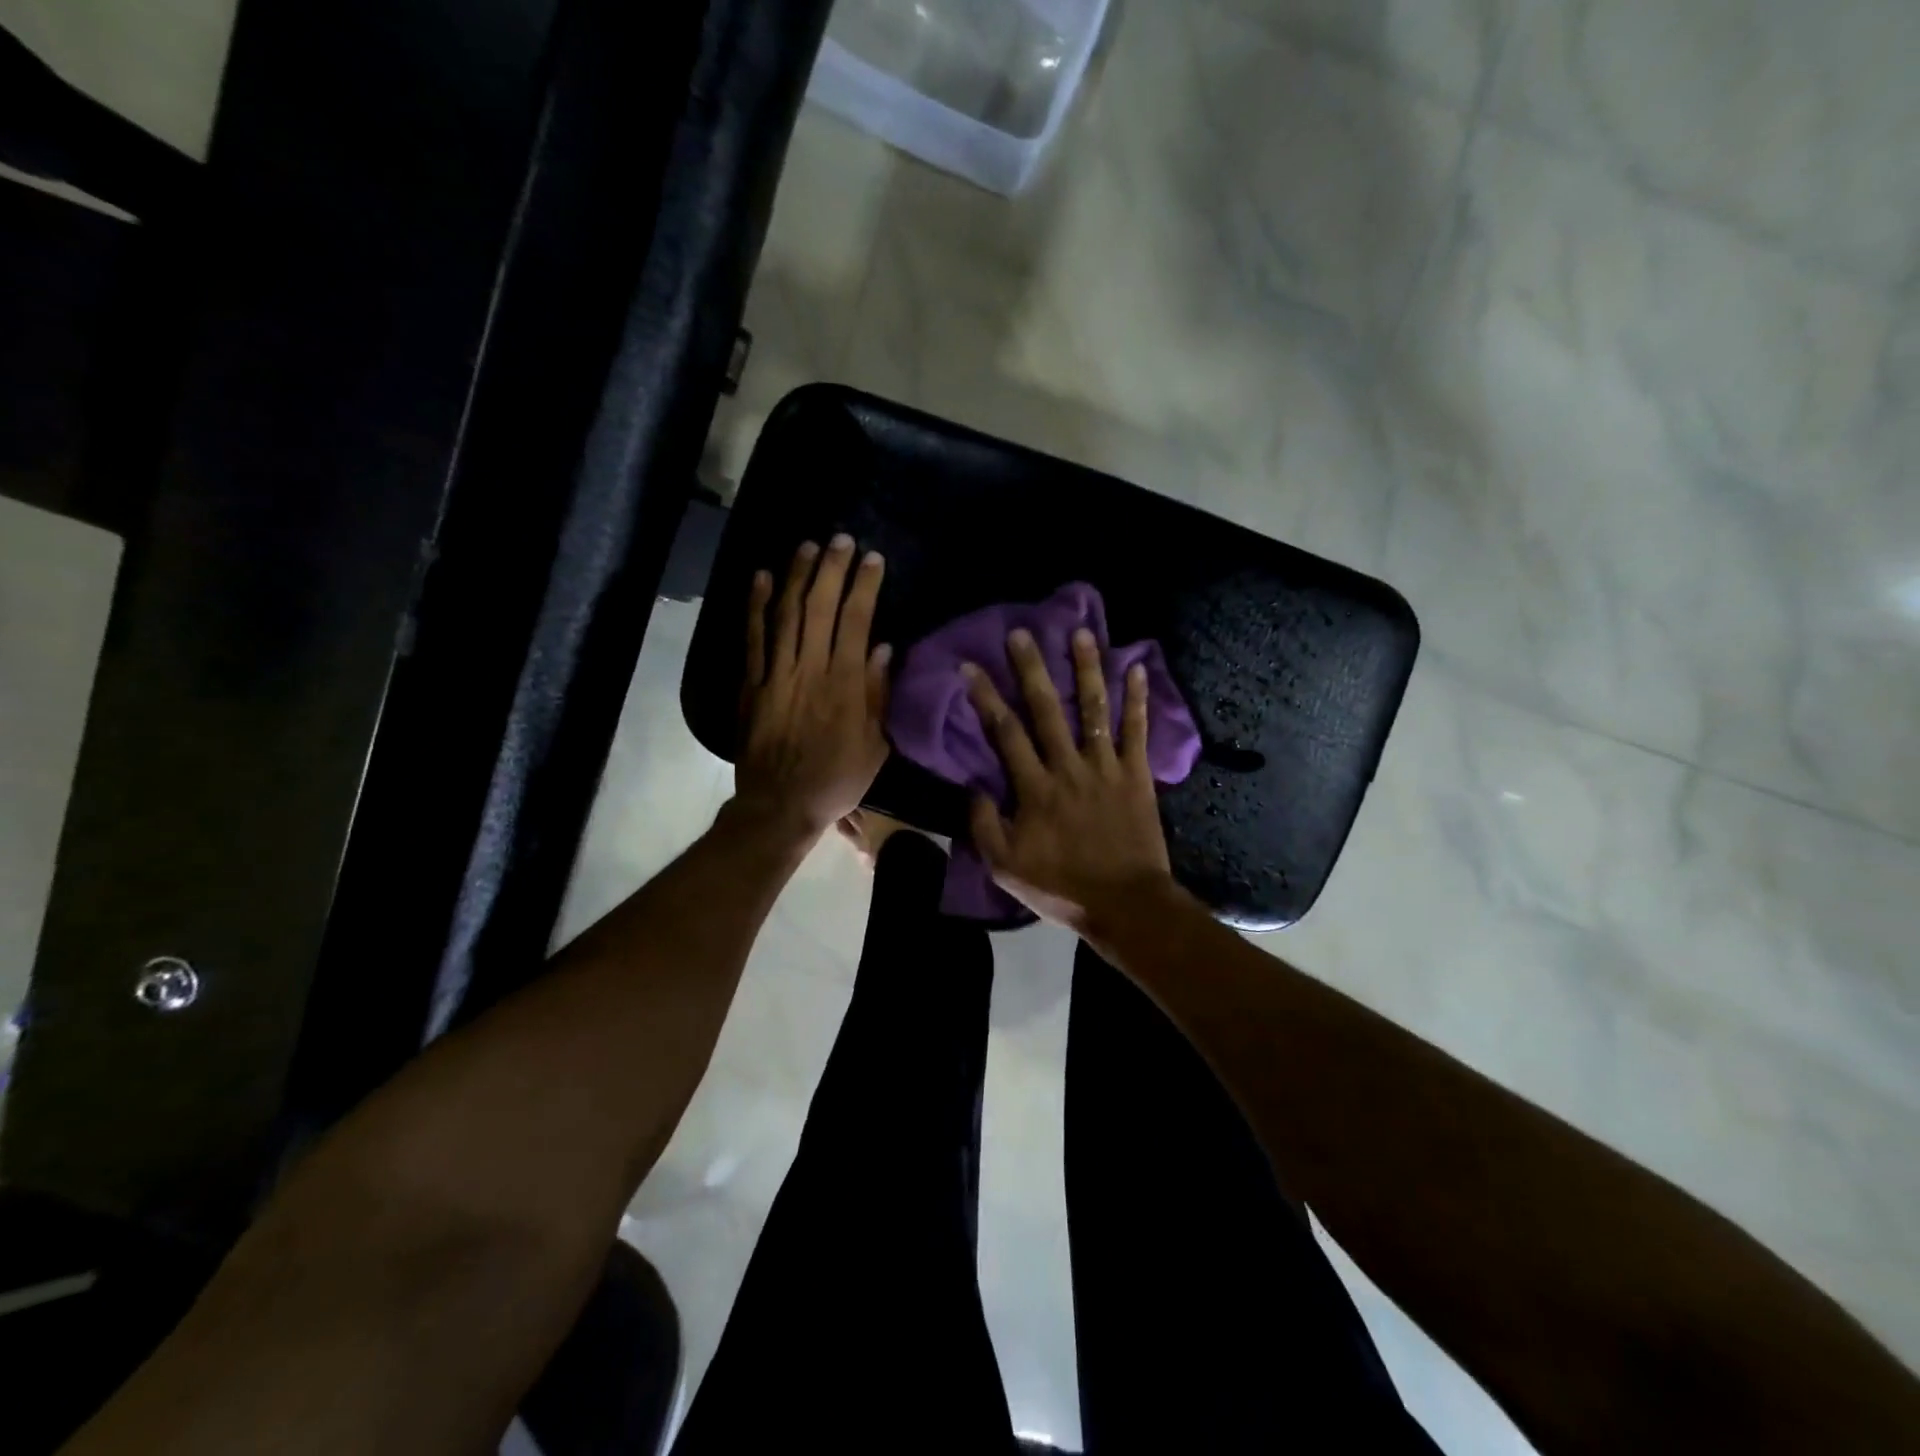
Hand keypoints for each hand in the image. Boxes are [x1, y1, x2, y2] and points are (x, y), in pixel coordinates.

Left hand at [733, 535, 890, 838]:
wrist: (780, 805)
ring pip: (785, 613)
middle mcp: (810, 669)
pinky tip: (760, 578)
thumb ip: (878, 695)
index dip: (865, 586)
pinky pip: (753, 637)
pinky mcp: (751, 683)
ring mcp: (776, 673)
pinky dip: (755, 606)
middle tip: (841, 540)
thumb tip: (884, 648)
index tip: (873, 559)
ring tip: (807, 546)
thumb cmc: (836, 779)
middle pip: (820, 607)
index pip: (857, 621)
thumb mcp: (874, 746)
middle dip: (832, 569)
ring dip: (796, 576)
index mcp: (845, 684)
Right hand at [964, 626, 1177, 934]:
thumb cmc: (1061, 887)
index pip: (1005, 733)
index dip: (986, 697)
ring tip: (1082, 633)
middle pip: (1047, 710)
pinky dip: (1138, 700)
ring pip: (1094, 710)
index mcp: (1035, 789)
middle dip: (1032, 669)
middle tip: (1021, 633)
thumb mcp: (1005, 866)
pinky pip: (1137, 731)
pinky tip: (1137, 668)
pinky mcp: (1137, 775)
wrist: (1125, 905)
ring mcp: (1106, 768)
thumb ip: (985, 825)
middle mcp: (1069, 767)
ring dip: (1087, 670)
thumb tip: (973, 787)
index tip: (971, 666)